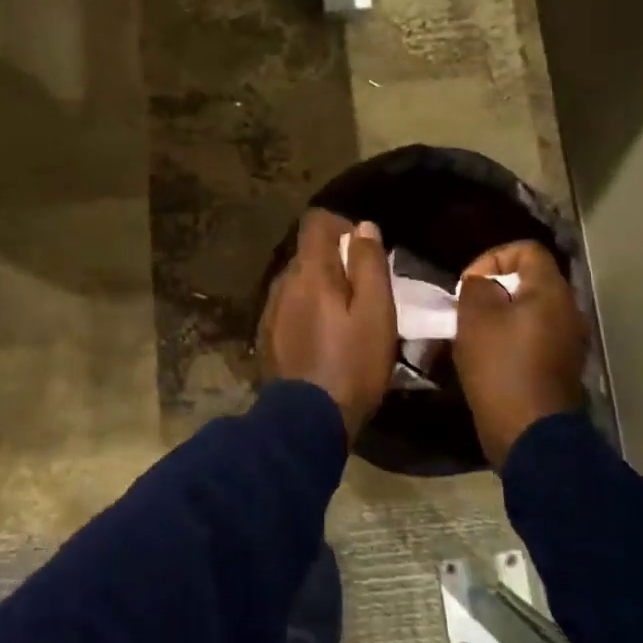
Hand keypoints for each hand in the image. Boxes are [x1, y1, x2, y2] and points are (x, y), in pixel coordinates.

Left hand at [257, 211, 397, 437]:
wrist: (307, 420)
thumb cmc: (352, 363)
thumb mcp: (376, 313)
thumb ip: (369, 264)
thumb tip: (363, 226)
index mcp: (309, 271)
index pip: (316, 222)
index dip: (342, 226)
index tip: (364, 252)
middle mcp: (282, 282)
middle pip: (309, 253)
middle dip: (336, 262)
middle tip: (364, 293)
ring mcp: (270, 309)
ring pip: (299, 282)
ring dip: (321, 289)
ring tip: (347, 320)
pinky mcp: (267, 335)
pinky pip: (290, 307)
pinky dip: (308, 311)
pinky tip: (324, 339)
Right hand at [454, 240, 588, 466]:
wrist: (529, 432)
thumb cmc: (500, 366)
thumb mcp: (474, 316)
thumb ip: (477, 286)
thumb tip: (483, 284)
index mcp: (551, 291)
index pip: (527, 250)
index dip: (493, 257)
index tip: (469, 283)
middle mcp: (568, 310)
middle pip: (530, 280)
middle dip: (494, 289)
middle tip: (468, 307)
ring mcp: (569, 340)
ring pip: (530, 310)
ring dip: (501, 315)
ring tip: (474, 332)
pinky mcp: (561, 366)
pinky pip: (534, 336)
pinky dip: (512, 338)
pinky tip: (489, 356)